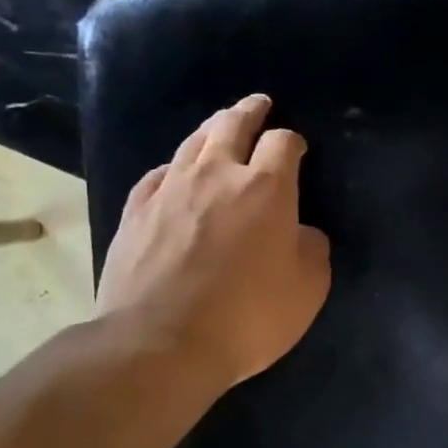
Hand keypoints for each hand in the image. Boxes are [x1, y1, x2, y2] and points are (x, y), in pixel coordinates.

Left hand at [96, 95, 330, 389]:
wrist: (160, 343)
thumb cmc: (247, 317)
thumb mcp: (308, 288)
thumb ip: (311, 249)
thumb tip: (300, 232)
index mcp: (265, 188)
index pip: (283, 142)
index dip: (292, 140)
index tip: (296, 148)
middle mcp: (217, 175)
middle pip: (232, 125)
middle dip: (249, 111)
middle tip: (258, 104)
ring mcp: (170, 190)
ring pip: (193, 142)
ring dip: (212, 128)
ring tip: (220, 125)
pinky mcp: (136, 212)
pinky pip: (159, 173)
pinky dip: (175, 166)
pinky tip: (175, 171)